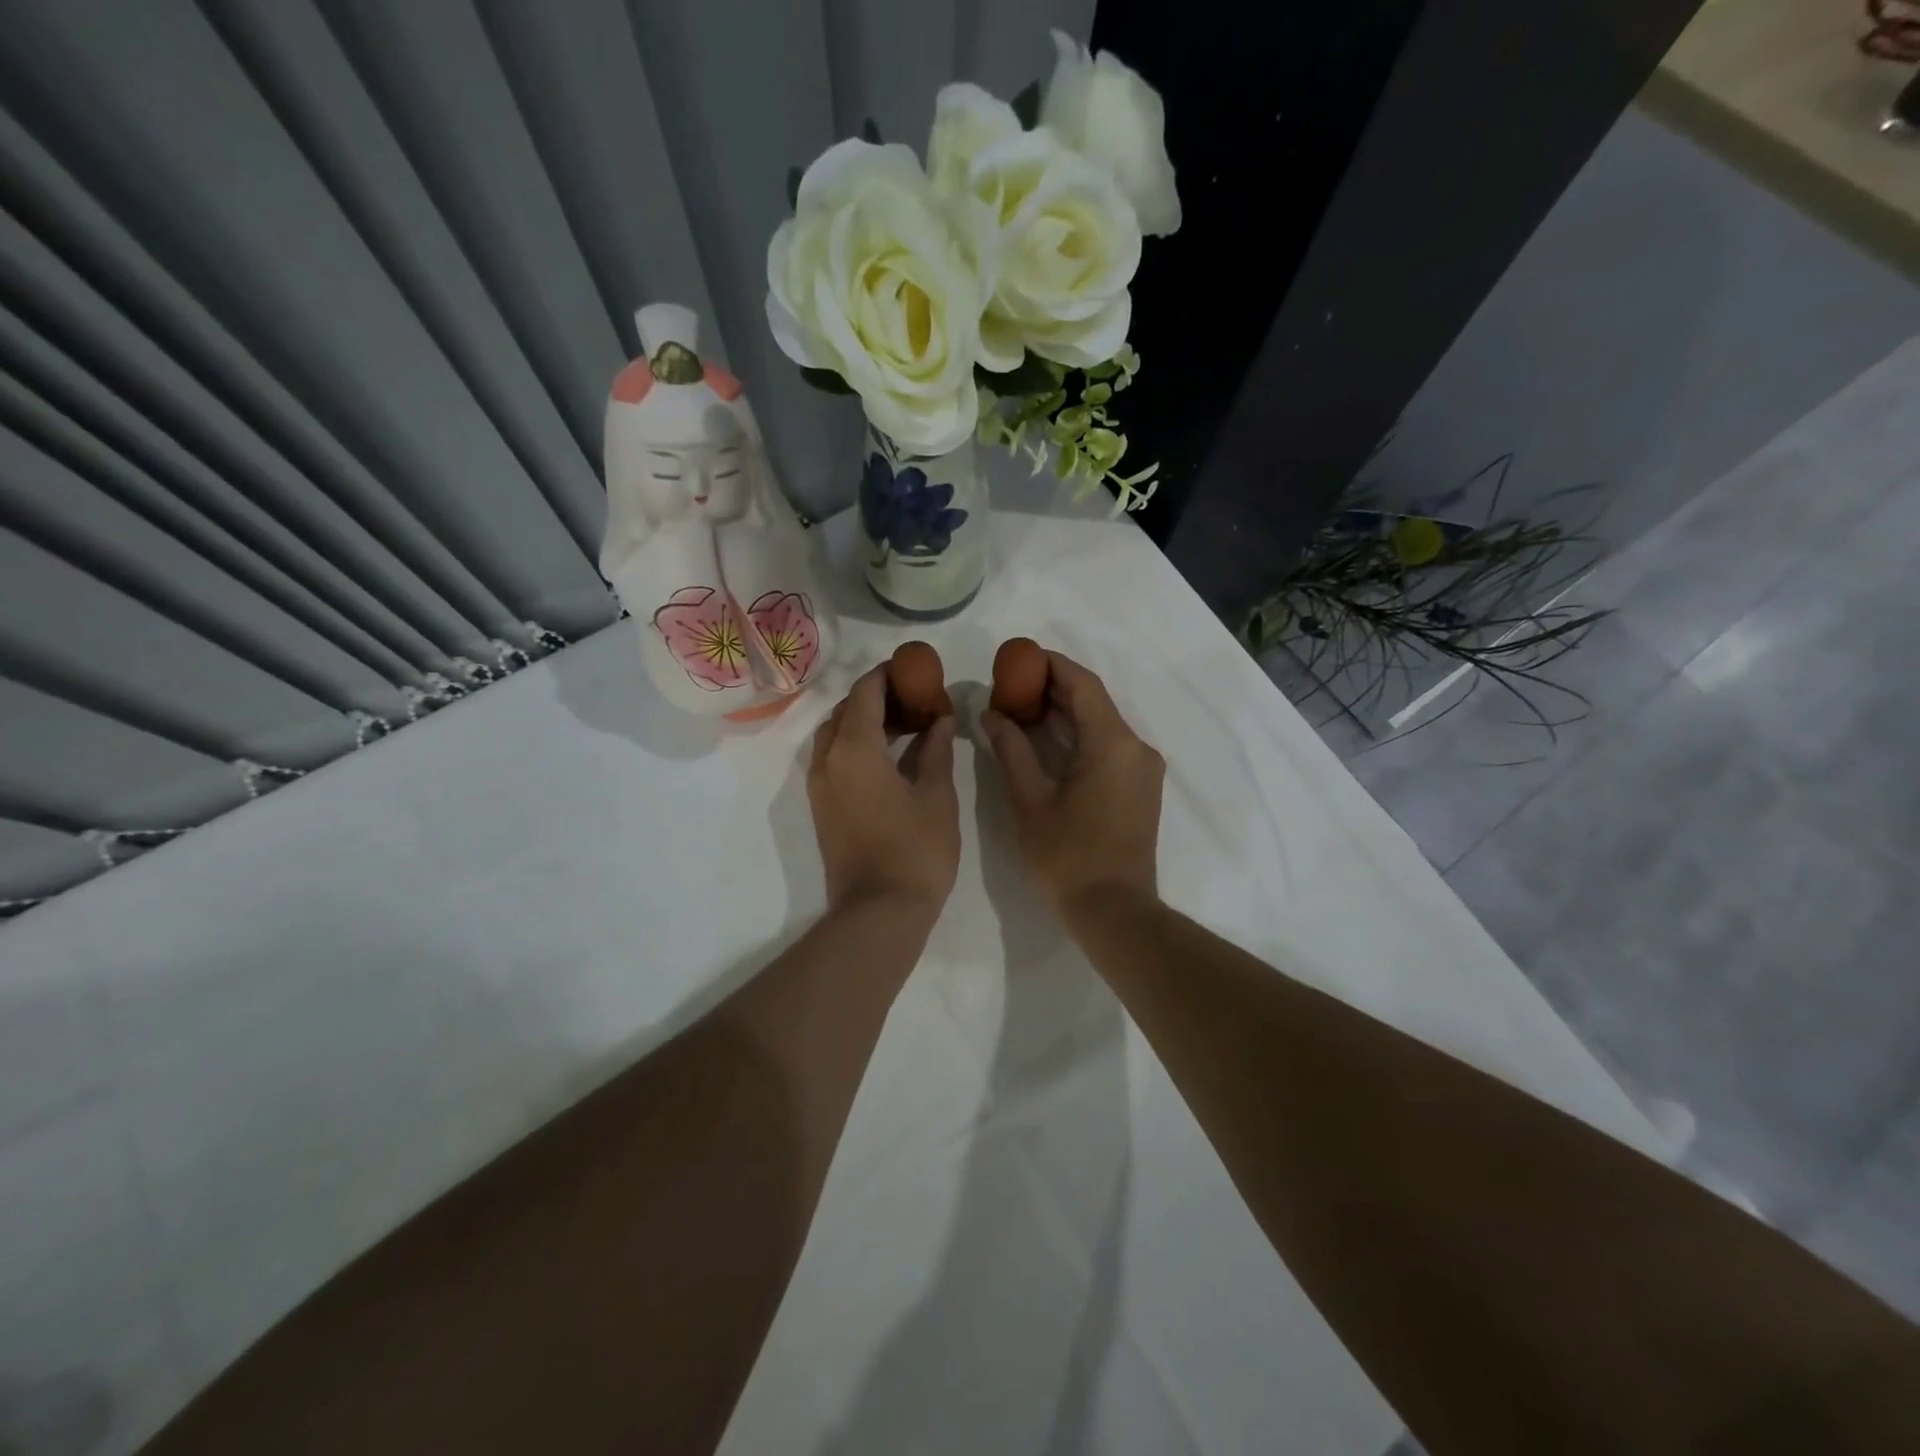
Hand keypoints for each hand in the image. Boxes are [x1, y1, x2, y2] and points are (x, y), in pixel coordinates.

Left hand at [808, 666, 960, 923]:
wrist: (878, 911)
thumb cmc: (916, 850)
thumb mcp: (937, 795)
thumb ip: (937, 749)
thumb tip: (941, 719)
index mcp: (855, 748)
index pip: (866, 692)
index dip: (889, 674)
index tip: (915, 669)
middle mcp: (827, 759)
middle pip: (846, 709)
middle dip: (878, 696)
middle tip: (915, 697)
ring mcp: (819, 785)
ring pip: (834, 734)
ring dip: (864, 720)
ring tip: (905, 724)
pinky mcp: (821, 806)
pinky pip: (832, 758)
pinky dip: (855, 744)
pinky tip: (888, 755)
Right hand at [980, 649, 1164, 924]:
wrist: (1114, 909)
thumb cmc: (1068, 856)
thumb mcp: (1030, 800)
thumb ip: (1011, 750)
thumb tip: (991, 714)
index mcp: (1112, 743)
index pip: (1082, 684)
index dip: (1050, 665)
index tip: (1018, 657)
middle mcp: (1135, 746)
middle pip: (1094, 701)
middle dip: (1053, 688)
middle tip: (1012, 683)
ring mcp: (1142, 767)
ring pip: (1102, 723)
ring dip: (1065, 712)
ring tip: (1022, 707)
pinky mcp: (1140, 786)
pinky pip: (1109, 745)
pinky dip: (1079, 735)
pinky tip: (1048, 739)